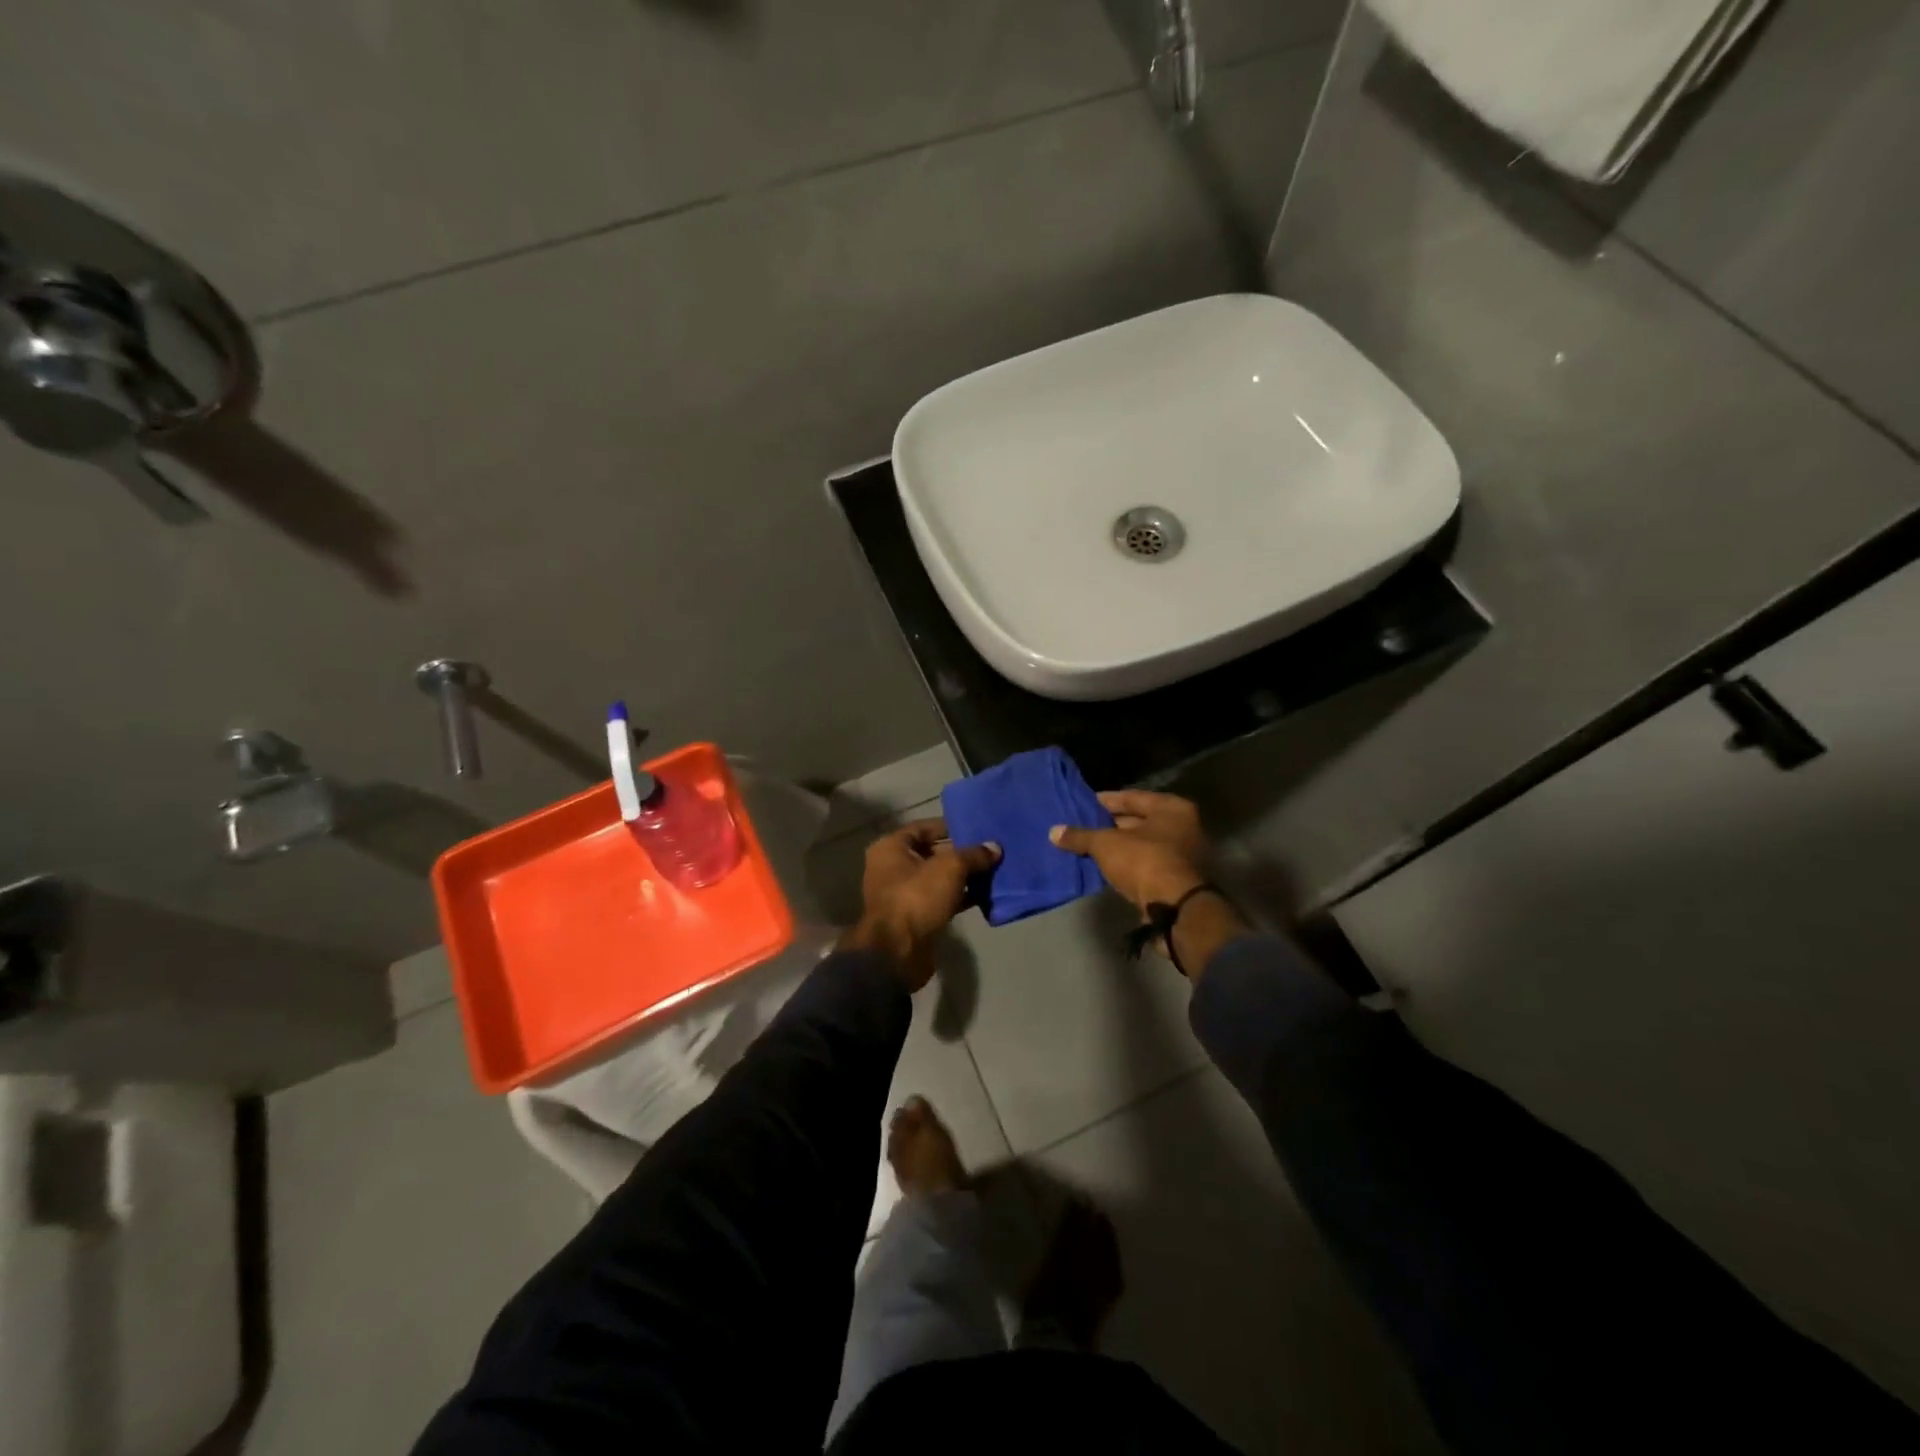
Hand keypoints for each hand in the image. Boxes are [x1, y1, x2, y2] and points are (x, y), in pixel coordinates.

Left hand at [839, 818, 999, 991]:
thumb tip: (995, 847)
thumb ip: (974, 854)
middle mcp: (892, 867)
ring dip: (963, 876)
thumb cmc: (917, 897)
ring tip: (994, 870)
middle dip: (961, 853)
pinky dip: (960, 896)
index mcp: (891, 847)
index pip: (923, 827)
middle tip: (990, 850)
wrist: (898, 952)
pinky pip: (941, 899)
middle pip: (932, 852)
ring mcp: (903, 893)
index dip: (950, 826)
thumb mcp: (950, 868)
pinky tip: (985, 894)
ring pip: (938, 878)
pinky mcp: (915, 916)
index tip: (976, 827)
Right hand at [1049, 790, 1209, 910]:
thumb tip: (1053, 831)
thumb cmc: (1144, 861)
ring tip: (1089, 847)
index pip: (1132, 797)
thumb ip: (1080, 836)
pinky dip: (1128, 864)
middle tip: (1083, 826)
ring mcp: (1184, 855)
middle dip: (1111, 825)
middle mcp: (1183, 827)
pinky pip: (1146, 864)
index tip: (1084, 804)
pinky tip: (1105, 867)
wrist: (1175, 909)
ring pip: (1142, 844)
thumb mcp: (1105, 845)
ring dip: (1118, 847)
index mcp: (1172, 808)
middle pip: (1139, 821)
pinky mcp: (1178, 879)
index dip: (1106, 801)